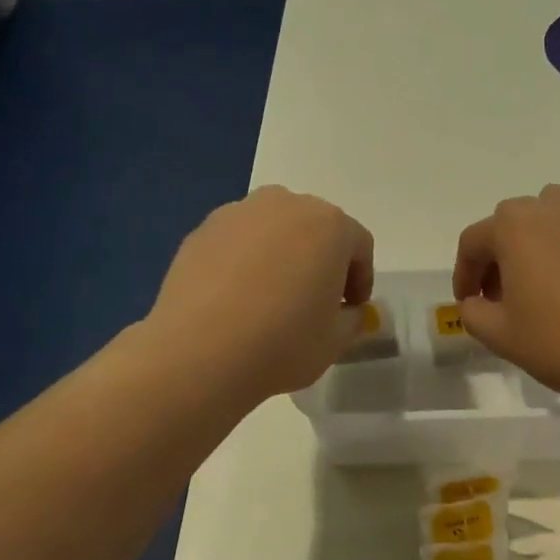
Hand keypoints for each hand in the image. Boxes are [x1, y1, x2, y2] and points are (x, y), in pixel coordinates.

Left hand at [148, 186, 374, 402]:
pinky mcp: (200, 231)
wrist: (198, 354)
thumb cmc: (283, 343)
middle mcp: (284, 205)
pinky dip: (245, 262)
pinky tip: (236, 300)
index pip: (358, 245)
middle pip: (315, 228)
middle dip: (321, 260)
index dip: (361, 279)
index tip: (352, 309)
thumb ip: (352, 318)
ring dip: (282, 256)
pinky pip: (238, 243)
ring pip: (273, 231)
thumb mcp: (336, 341)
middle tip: (316, 300)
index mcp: (329, 225)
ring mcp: (237, 214)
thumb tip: (347, 310)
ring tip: (272, 298)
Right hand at [453, 185, 559, 397]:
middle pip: (515, 223)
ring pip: (557, 219)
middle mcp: (555, 208)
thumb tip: (476, 302)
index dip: (464, 273)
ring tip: (548, 283)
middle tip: (505, 295)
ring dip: (542, 244)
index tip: (469, 302)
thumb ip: (474, 314)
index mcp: (515, 227)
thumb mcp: (502, 336)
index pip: (473, 241)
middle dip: (502, 256)